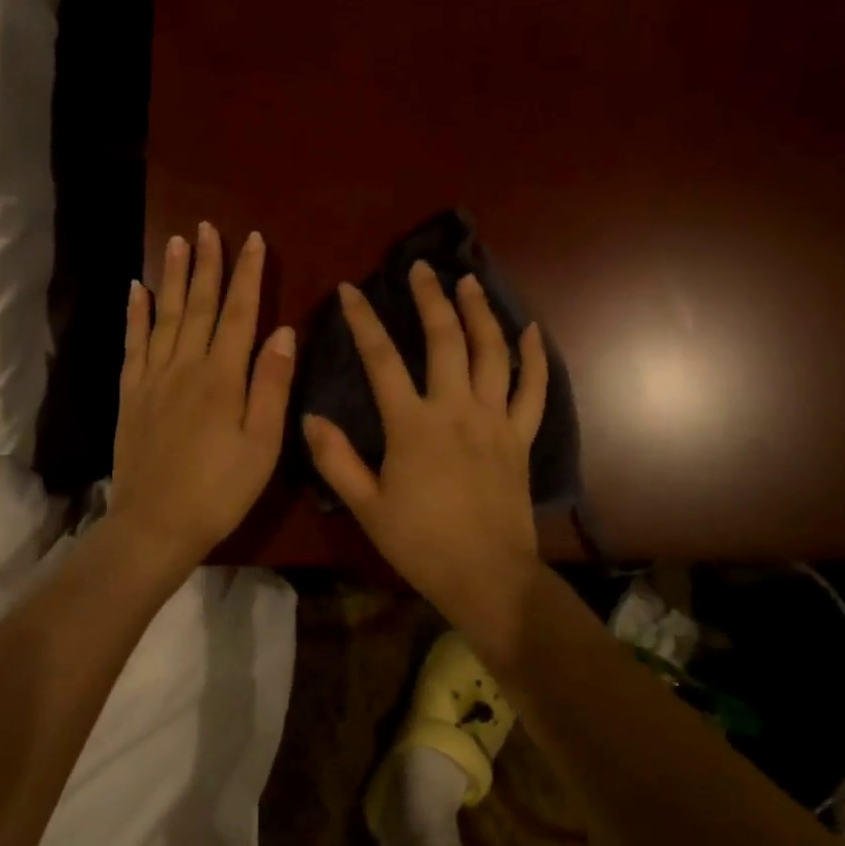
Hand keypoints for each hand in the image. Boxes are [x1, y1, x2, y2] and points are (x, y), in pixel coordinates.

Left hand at [108, 223, 295, 575]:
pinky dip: (134, 314)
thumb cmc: (220, 489)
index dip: (246, 274)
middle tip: (207, 227)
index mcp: (222, 376)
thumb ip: (272, 384)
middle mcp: (185, 366)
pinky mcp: (130, 393)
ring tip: (176, 241)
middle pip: (198, 304)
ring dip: (171, 276)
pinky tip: (134, 289)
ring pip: (164, 315)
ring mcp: (153, 377)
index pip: (238, 313)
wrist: (155, 525)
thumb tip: (283, 330)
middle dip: (206, 263)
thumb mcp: (262, 443)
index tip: (251, 240)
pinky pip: (132, 343)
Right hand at [302, 261, 547, 611]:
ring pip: (491, 353)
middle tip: (422, 268)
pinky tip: (532, 332)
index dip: (363, 319)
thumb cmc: (421, 543)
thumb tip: (309, 416)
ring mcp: (494, 420)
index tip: (351, 289)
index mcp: (413, 424)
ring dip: (481, 313)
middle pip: (445, 339)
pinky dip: (535, 358)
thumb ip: (336, 458)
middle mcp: (456, 409)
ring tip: (469, 282)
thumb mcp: (367, 505)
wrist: (487, 577)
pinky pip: (534, 390)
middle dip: (430, 298)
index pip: (381, 358)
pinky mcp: (520, 436)